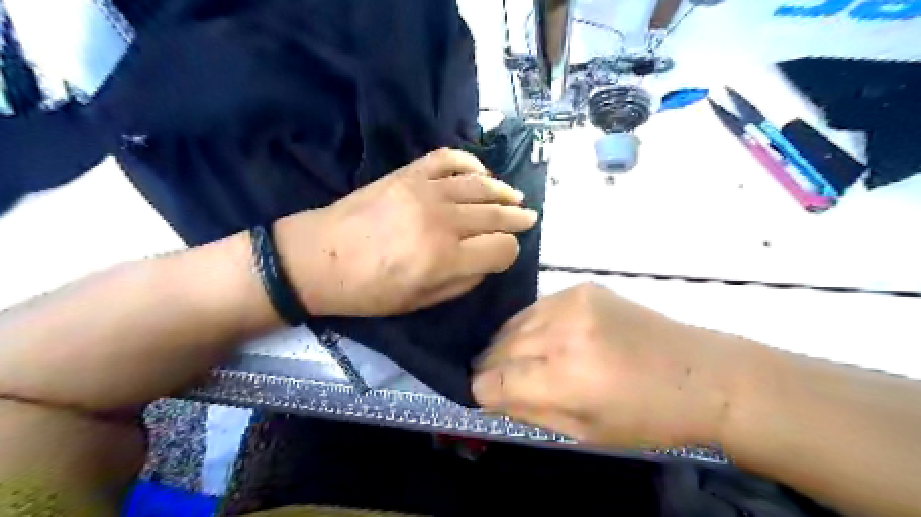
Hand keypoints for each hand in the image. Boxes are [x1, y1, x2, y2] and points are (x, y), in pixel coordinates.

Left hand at [273, 150, 536, 317]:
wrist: (317, 257)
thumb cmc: (368, 291)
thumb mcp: (419, 303)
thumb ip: (462, 282)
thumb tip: (486, 261)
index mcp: (445, 258)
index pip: (501, 249)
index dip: (510, 252)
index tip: (505, 254)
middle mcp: (442, 220)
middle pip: (495, 215)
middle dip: (517, 218)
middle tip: (529, 217)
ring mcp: (425, 191)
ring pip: (480, 185)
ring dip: (502, 192)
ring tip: (514, 197)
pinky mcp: (408, 173)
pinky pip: (448, 159)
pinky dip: (470, 163)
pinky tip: (481, 172)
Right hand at [472, 283, 743, 448]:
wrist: (700, 373)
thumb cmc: (646, 418)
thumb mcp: (585, 433)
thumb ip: (528, 412)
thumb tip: (488, 397)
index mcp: (565, 378)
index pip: (494, 381)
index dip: (481, 391)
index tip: (482, 396)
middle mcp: (563, 333)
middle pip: (499, 348)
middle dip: (490, 367)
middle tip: (495, 378)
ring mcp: (572, 302)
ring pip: (513, 324)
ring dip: (507, 344)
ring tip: (517, 359)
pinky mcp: (582, 287)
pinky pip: (536, 308)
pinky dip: (531, 325)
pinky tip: (544, 338)